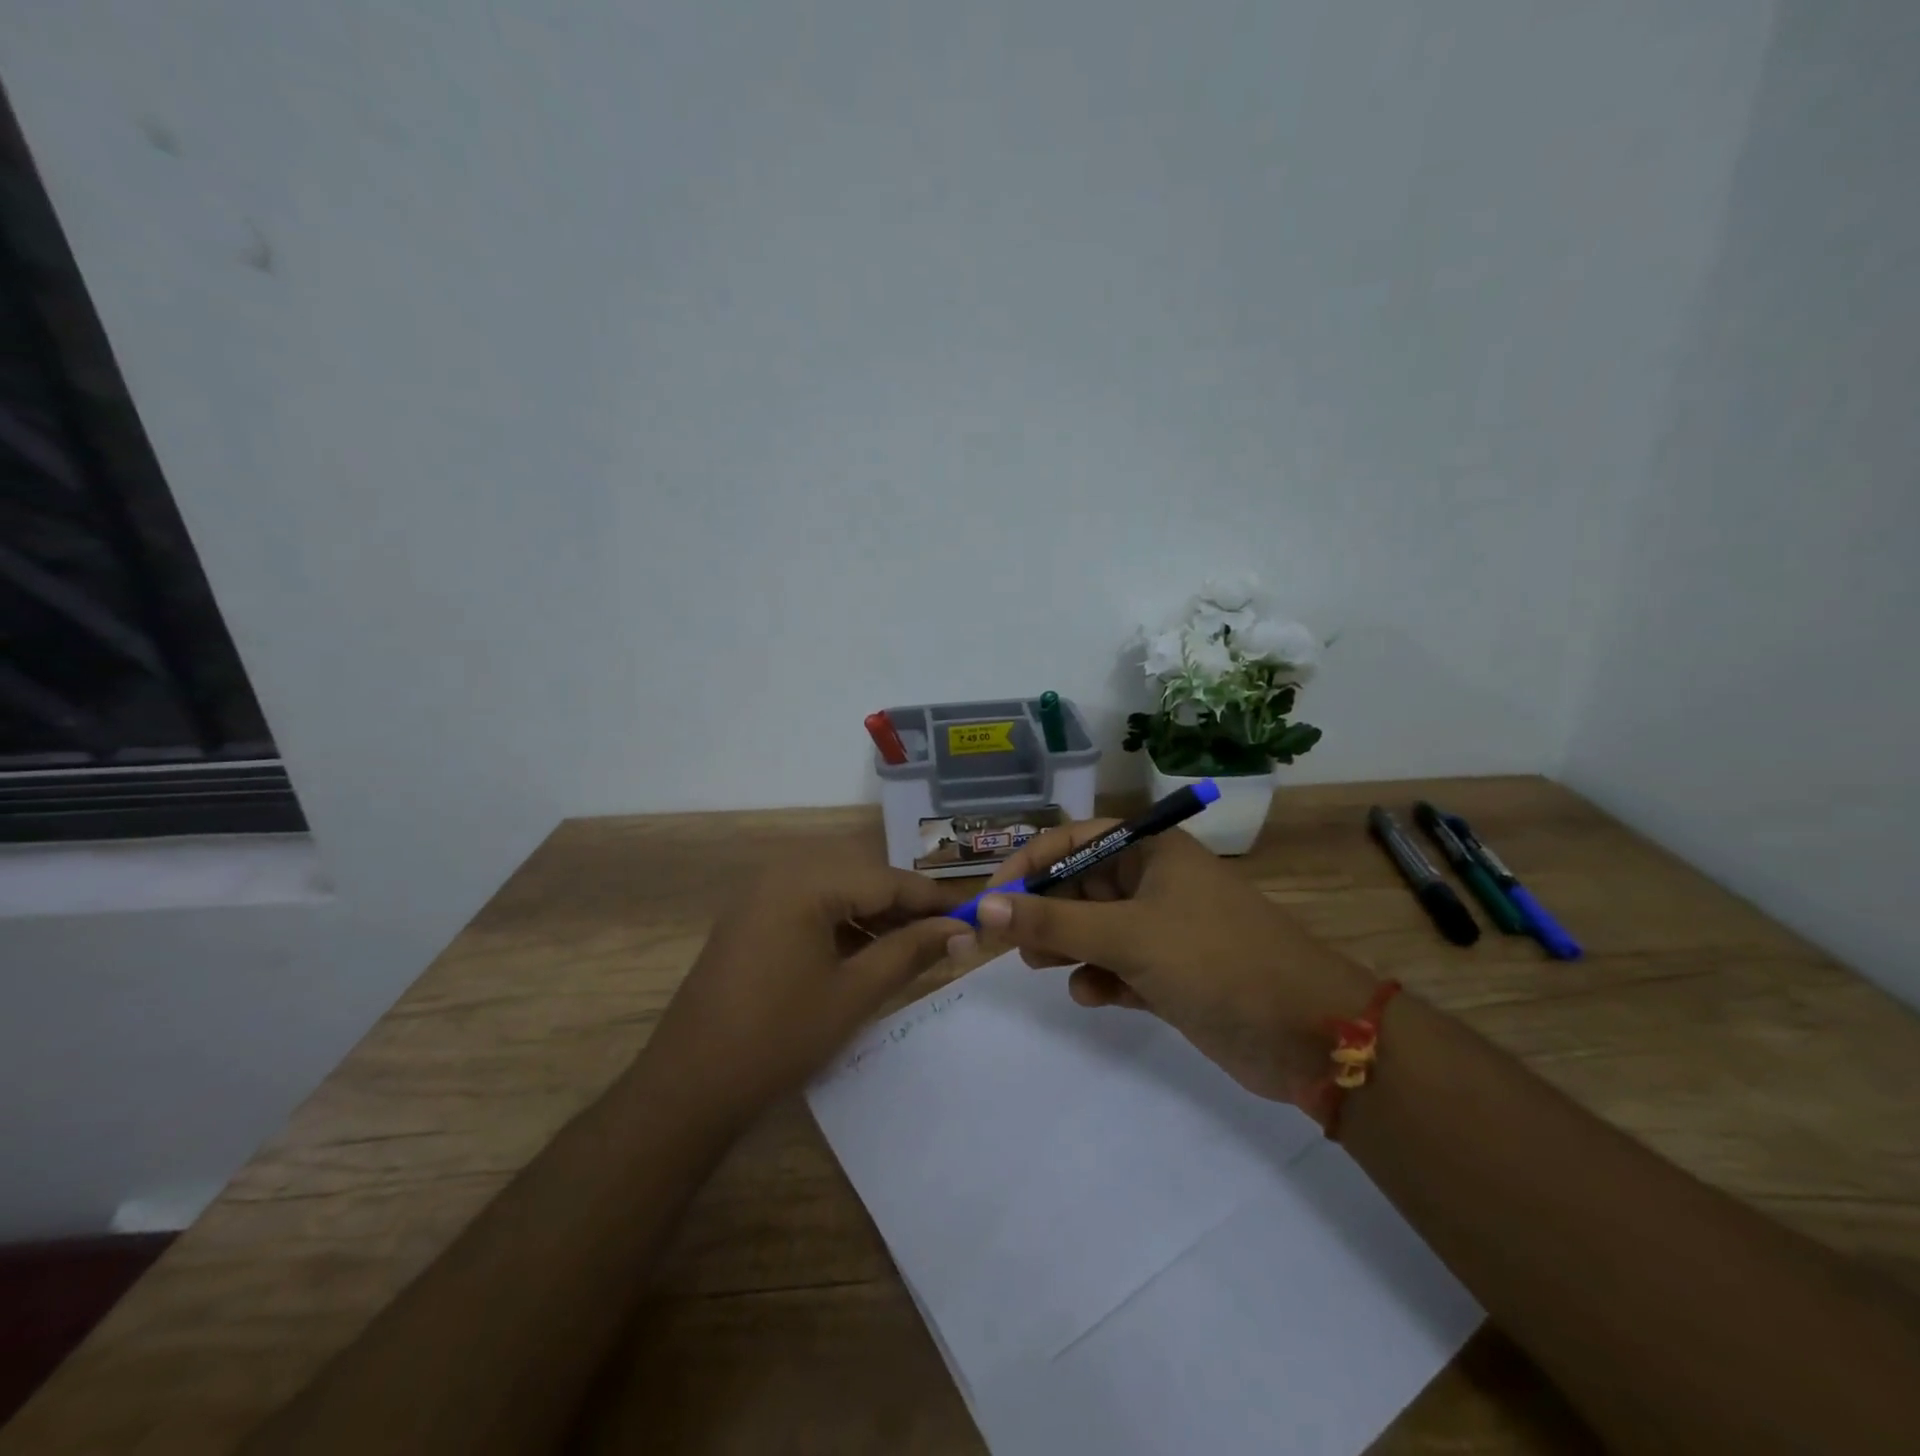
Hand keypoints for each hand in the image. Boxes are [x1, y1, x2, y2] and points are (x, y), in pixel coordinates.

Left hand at [644, 865, 965, 1121]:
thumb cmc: (779, 1038)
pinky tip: (865, 953)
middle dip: (905, 906)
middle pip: (862, 877)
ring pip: (836, 890)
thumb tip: (960, 930)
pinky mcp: (752, 918)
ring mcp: (761, 894)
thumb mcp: (855, 994)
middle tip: (945, 936)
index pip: (887, 879)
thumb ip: (910, 952)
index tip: (973, 916)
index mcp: (806, 881)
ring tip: (911, 948)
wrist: (689, 1086)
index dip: (933, 899)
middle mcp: (782, 873)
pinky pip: (810, 906)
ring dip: (875, 915)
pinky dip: (843, 924)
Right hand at [959, 821, 1376, 1105]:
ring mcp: (1163, 928)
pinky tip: (1096, 997)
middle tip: (1012, 945)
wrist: (1310, 1034)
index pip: (1072, 840)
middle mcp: (1154, 882)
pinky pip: (1116, 965)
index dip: (1027, 866)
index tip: (990, 901)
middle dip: (1044, 913)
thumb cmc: (1216, 961)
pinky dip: (1100, 978)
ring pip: (1093, 928)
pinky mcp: (1170, 972)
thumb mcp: (1127, 936)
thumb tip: (982, 908)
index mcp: (1151, 851)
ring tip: (1049, 970)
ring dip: (1067, 947)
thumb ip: (1052, 923)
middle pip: (1078, 885)